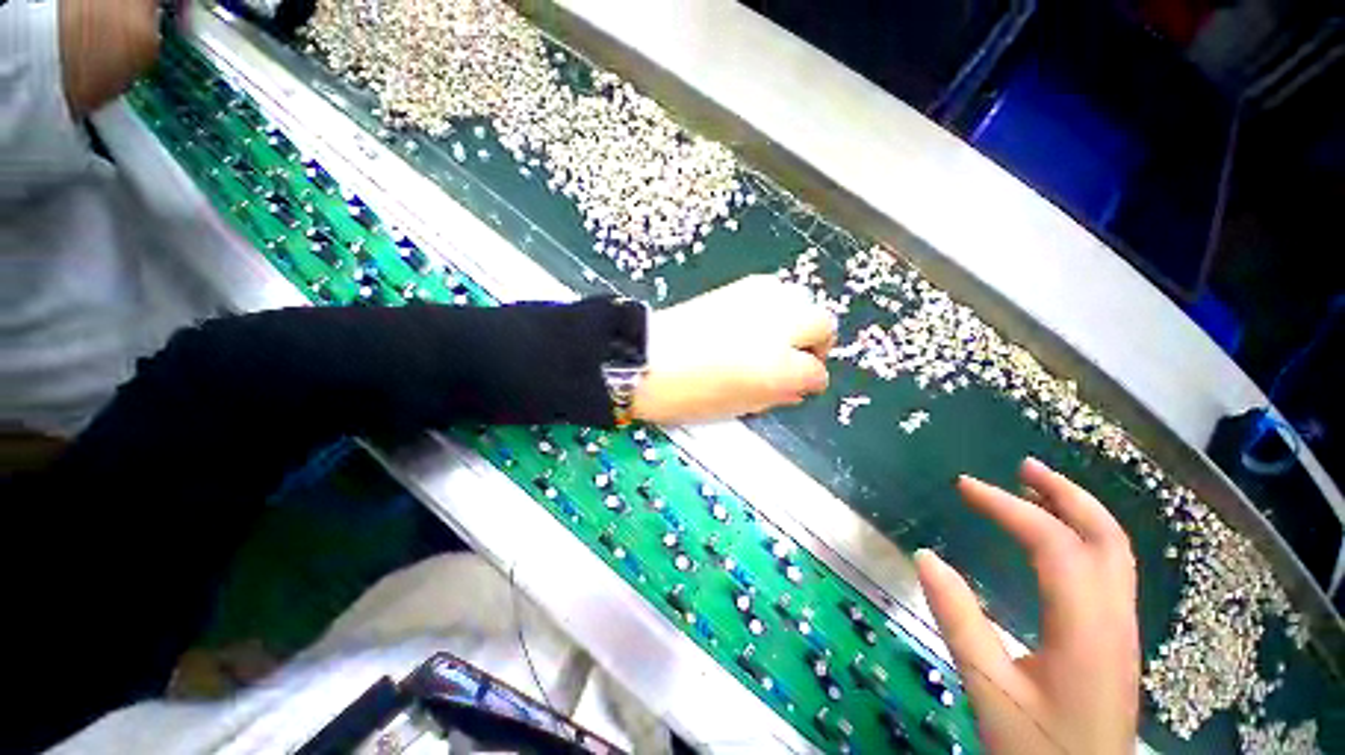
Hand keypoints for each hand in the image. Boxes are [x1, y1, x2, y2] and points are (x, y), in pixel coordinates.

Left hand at [631, 275, 834, 424]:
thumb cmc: (689, 394)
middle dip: (816, 344)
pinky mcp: (740, 286)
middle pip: (822, 324)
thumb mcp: (739, 407)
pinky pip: (775, 291)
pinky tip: (756, 321)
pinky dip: (777, 307)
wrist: (646, 357)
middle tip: (795, 359)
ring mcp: (759, 300)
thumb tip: (796, 388)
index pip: (816, 372)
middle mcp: (779, 326)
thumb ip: (776, 396)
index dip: (810, 382)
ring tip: (775, 338)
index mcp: (779, 367)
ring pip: (802, 301)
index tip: (800, 387)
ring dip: (797, 321)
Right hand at [915, 458, 1139, 754]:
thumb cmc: (1038, 747)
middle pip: (1105, 537)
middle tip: (1022, 465)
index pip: (1052, 544)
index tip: (964, 486)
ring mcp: (1121, 631)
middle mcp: (1113, 620)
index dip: (1008, 506)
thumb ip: (958, 621)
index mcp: (1084, 629)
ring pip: (1114, 553)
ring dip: (1078, 512)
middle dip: (1065, 493)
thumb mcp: (989, 688)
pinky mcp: (1116, 641)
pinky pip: (1108, 572)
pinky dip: (1083, 538)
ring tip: (1037, 488)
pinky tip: (1056, 542)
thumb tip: (925, 557)